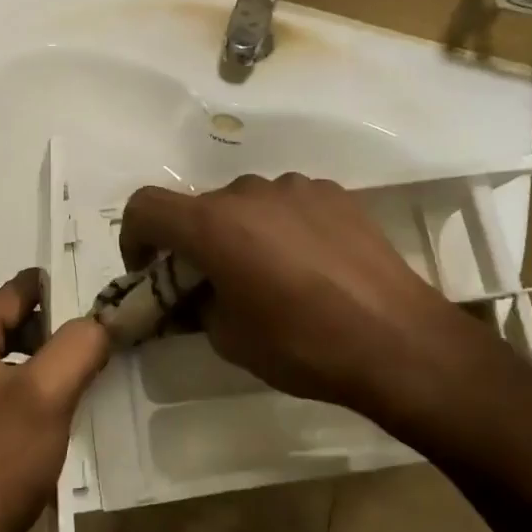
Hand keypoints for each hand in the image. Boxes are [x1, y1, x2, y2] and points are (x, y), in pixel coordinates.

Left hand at [0, 269, 110, 531]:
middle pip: (16, 322)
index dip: (65, 294)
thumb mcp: (48, 394)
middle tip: (103, 347)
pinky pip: (2, 390)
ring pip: (12, 359)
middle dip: (59, 333)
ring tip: (89, 379)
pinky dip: (31, 394)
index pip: (20, 290)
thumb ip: (79, 344)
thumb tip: (101, 321)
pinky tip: (60, 414)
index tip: (105, 308)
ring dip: (48, 366)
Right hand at [120, 173, 511, 432]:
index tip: (148, 269)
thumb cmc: (302, 344)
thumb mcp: (230, 338)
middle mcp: (249, 192)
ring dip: (241, 232)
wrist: (397, 339)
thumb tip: (201, 293)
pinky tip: (311, 265)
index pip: (146, 206)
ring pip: (247, 203)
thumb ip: (200, 304)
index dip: (134, 236)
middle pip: (201, 207)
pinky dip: (282, 227)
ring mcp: (296, 187)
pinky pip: (289, 204)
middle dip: (195, 242)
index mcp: (213, 225)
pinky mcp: (335, 193)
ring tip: (270, 275)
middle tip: (213, 284)